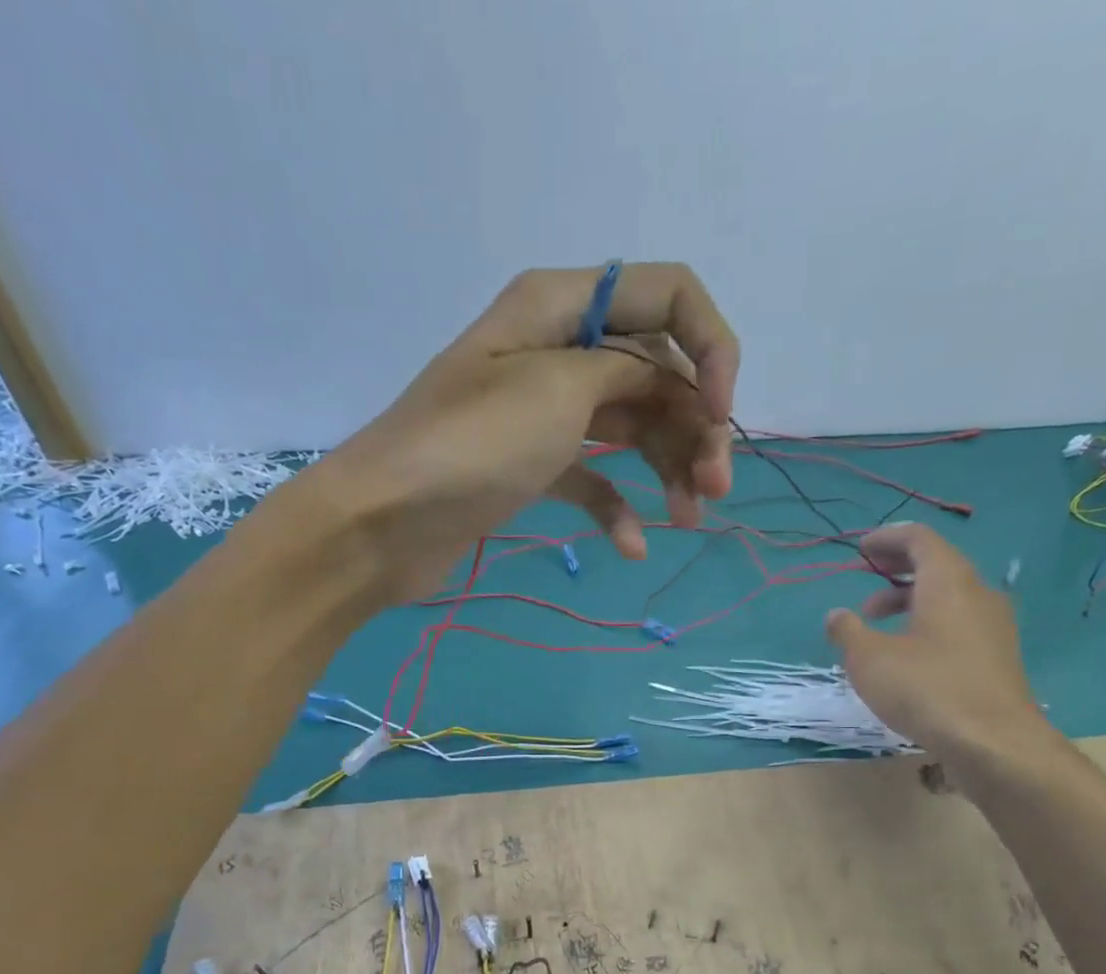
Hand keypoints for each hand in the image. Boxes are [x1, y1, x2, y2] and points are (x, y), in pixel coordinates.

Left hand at [322, 264, 739, 603]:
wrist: (384, 524)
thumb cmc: (470, 447)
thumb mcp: (557, 389)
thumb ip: (629, 371)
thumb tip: (667, 383)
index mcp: (562, 306)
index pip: (668, 296)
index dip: (710, 348)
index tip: (721, 412)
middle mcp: (558, 350)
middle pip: (657, 374)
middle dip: (696, 426)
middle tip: (715, 490)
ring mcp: (545, 413)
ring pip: (633, 428)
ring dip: (669, 469)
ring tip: (689, 519)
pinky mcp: (533, 468)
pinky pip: (594, 479)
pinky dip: (618, 509)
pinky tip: (632, 546)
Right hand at [825, 525, 1057, 780]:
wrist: (994, 743)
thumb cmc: (927, 690)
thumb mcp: (869, 660)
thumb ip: (848, 632)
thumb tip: (836, 616)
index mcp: (948, 582)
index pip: (920, 539)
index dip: (887, 539)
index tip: (860, 549)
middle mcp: (978, 594)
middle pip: (937, 564)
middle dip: (897, 568)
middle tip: (865, 579)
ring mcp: (993, 626)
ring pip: (948, 596)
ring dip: (910, 599)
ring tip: (877, 623)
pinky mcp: (997, 656)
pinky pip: (959, 622)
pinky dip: (929, 622)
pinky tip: (908, 653)